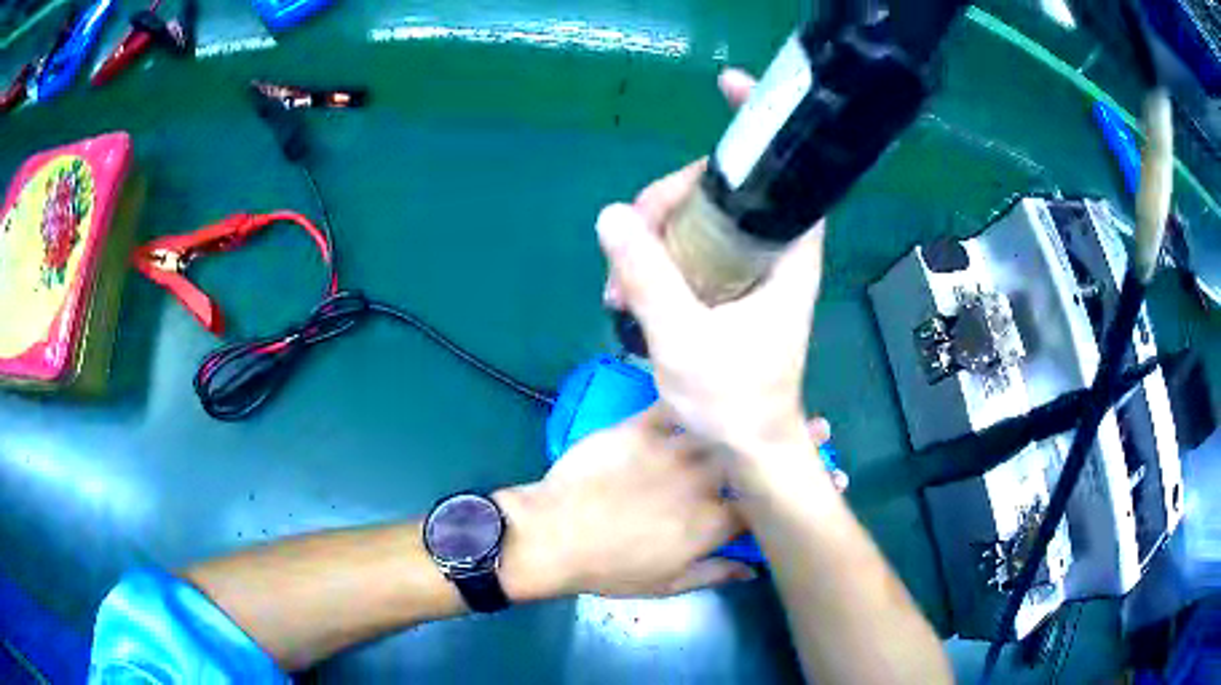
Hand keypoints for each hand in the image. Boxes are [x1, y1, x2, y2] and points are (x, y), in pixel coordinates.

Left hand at [498, 407, 749, 597]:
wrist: (554, 536)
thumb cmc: (611, 569)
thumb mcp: (667, 584)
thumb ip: (715, 574)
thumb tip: (752, 571)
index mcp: (712, 522)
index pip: (758, 505)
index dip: (767, 499)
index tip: (768, 494)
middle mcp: (702, 481)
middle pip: (745, 459)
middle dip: (756, 455)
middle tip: (776, 446)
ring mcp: (672, 449)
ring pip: (715, 428)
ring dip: (728, 424)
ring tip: (738, 415)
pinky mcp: (641, 427)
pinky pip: (674, 405)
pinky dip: (688, 401)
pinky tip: (694, 397)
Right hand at [597, 69, 825, 455]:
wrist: (747, 447)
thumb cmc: (734, 401)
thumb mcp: (686, 342)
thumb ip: (651, 278)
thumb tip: (611, 216)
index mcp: (786, 255)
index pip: (785, 173)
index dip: (759, 126)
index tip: (728, 86)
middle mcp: (772, 252)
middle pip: (720, 190)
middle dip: (667, 200)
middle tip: (626, 239)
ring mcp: (746, 269)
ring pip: (696, 220)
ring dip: (650, 237)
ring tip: (618, 287)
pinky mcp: (725, 287)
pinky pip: (687, 251)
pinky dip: (654, 261)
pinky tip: (626, 293)